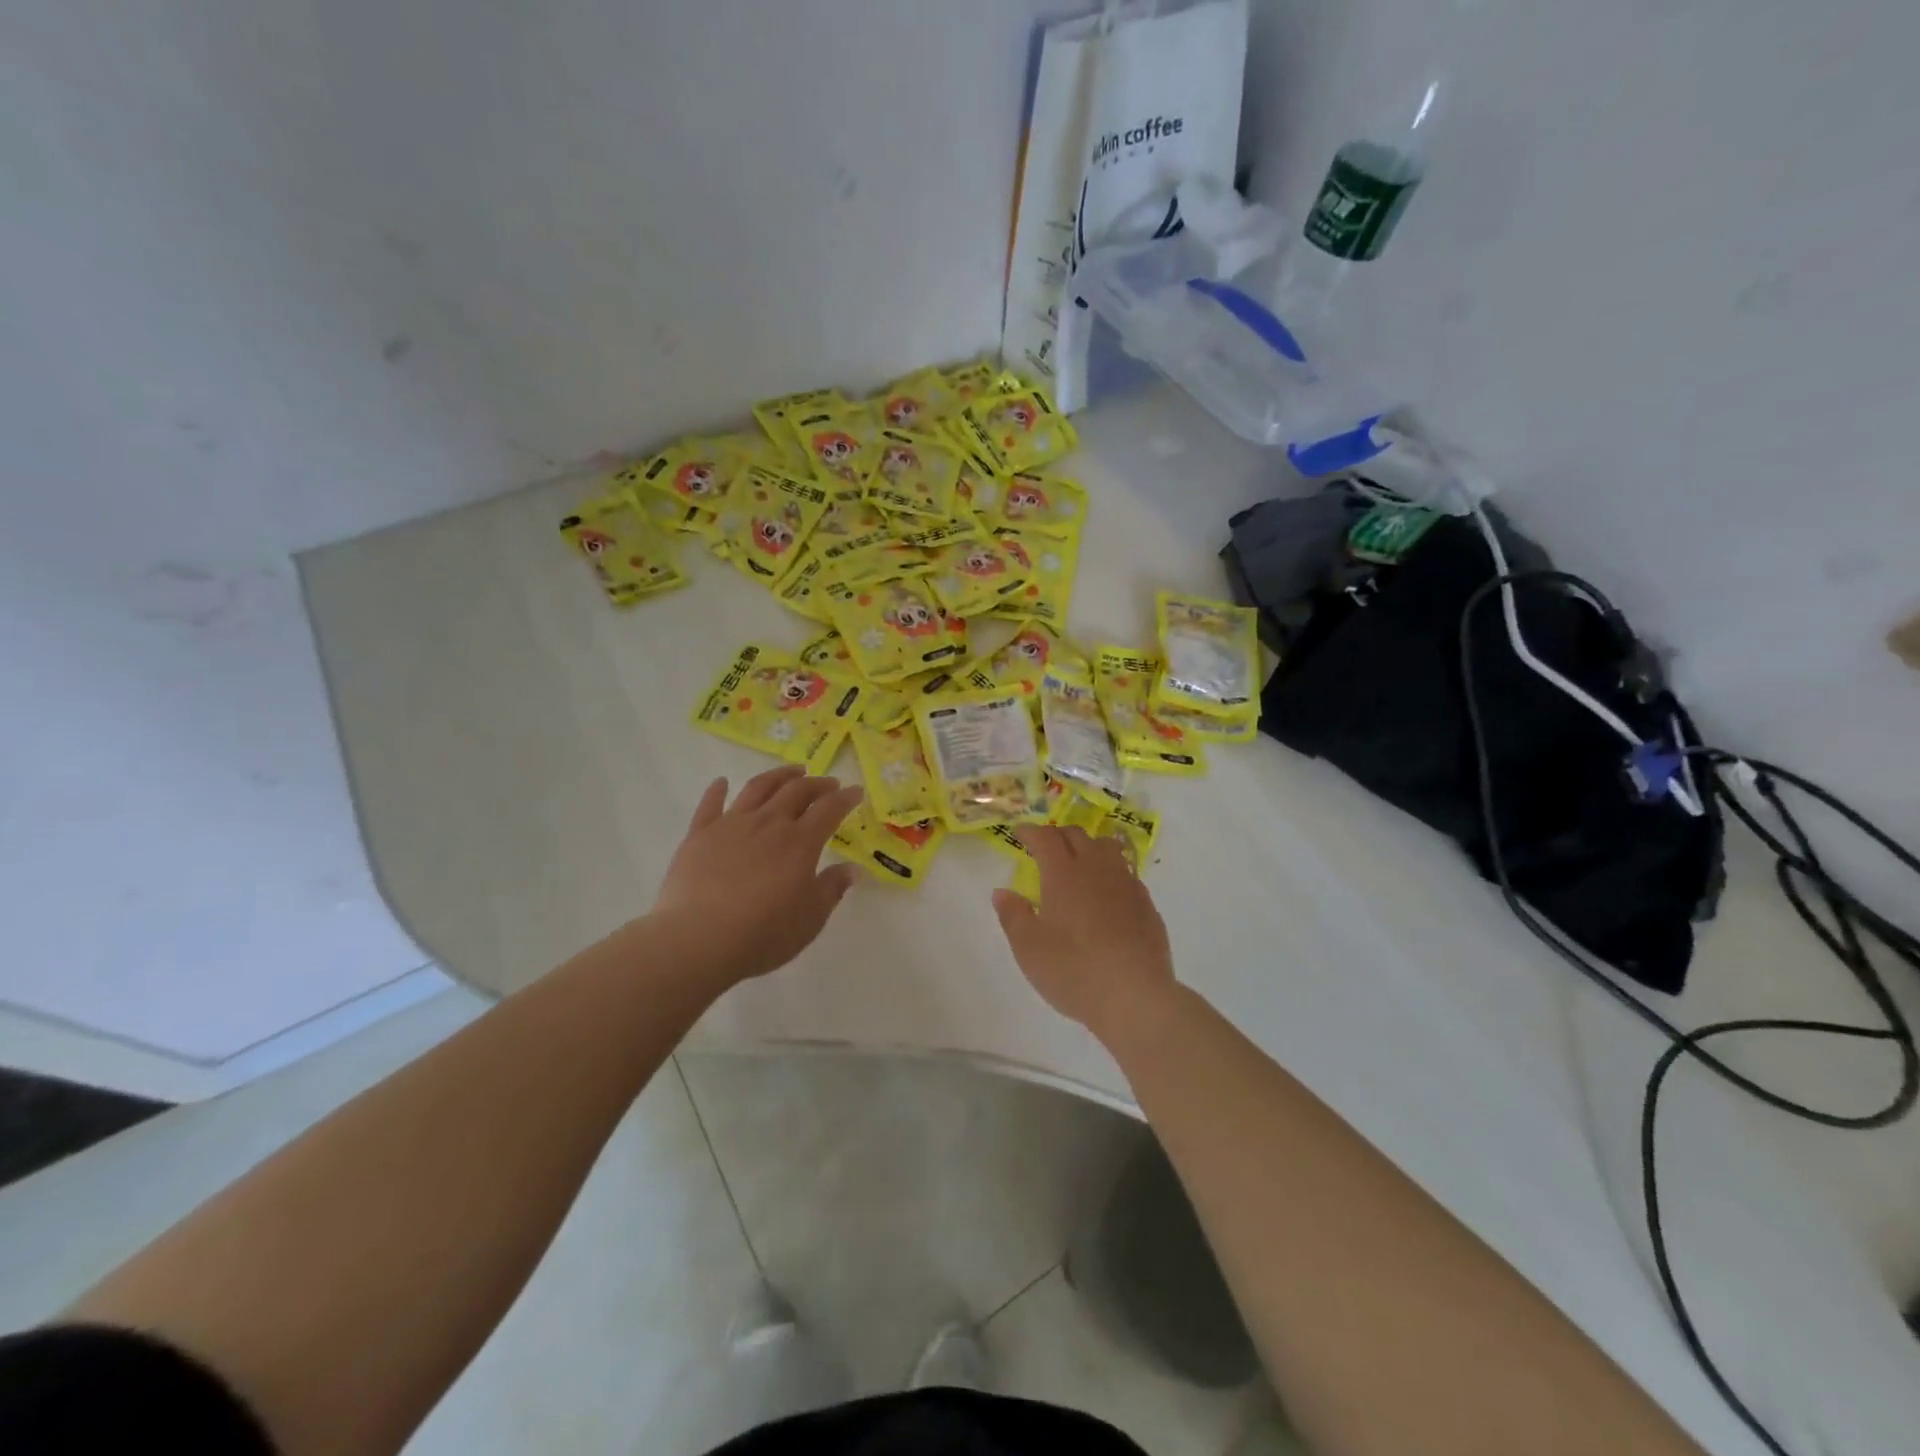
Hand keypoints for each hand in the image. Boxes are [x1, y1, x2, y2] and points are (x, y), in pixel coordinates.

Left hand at [650, 766, 864, 986]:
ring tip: (792, 772)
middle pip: (796, 791)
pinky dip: (718, 790)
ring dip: (778, 776)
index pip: (829, 809)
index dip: (845, 798)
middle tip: (828, 783)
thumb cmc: (763, 934)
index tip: (855, 791)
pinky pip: (710, 804)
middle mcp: (768, 823)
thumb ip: (831, 889)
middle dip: (816, 783)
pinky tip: (722, 782)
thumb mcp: (810, 919)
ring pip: (758, 788)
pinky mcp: (699, 834)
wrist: (698, 940)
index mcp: (800, 842)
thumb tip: (850, 869)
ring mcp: (731, 825)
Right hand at [992, 826, 1176, 1041]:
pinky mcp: (1147, 905)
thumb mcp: (1028, 948)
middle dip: (1058, 835)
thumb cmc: (1073, 970)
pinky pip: (1127, 875)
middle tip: (1045, 848)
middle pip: (1078, 836)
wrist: (1135, 996)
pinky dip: (1111, 873)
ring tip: (1080, 862)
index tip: (1019, 834)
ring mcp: (1127, 884)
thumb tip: (1002, 892)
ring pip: (1108, 848)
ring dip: (1089, 847)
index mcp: (1063, 873)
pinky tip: (1108, 894)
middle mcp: (1097, 869)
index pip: (1046, 838)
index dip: (1030, 832)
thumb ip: (1013, 915)